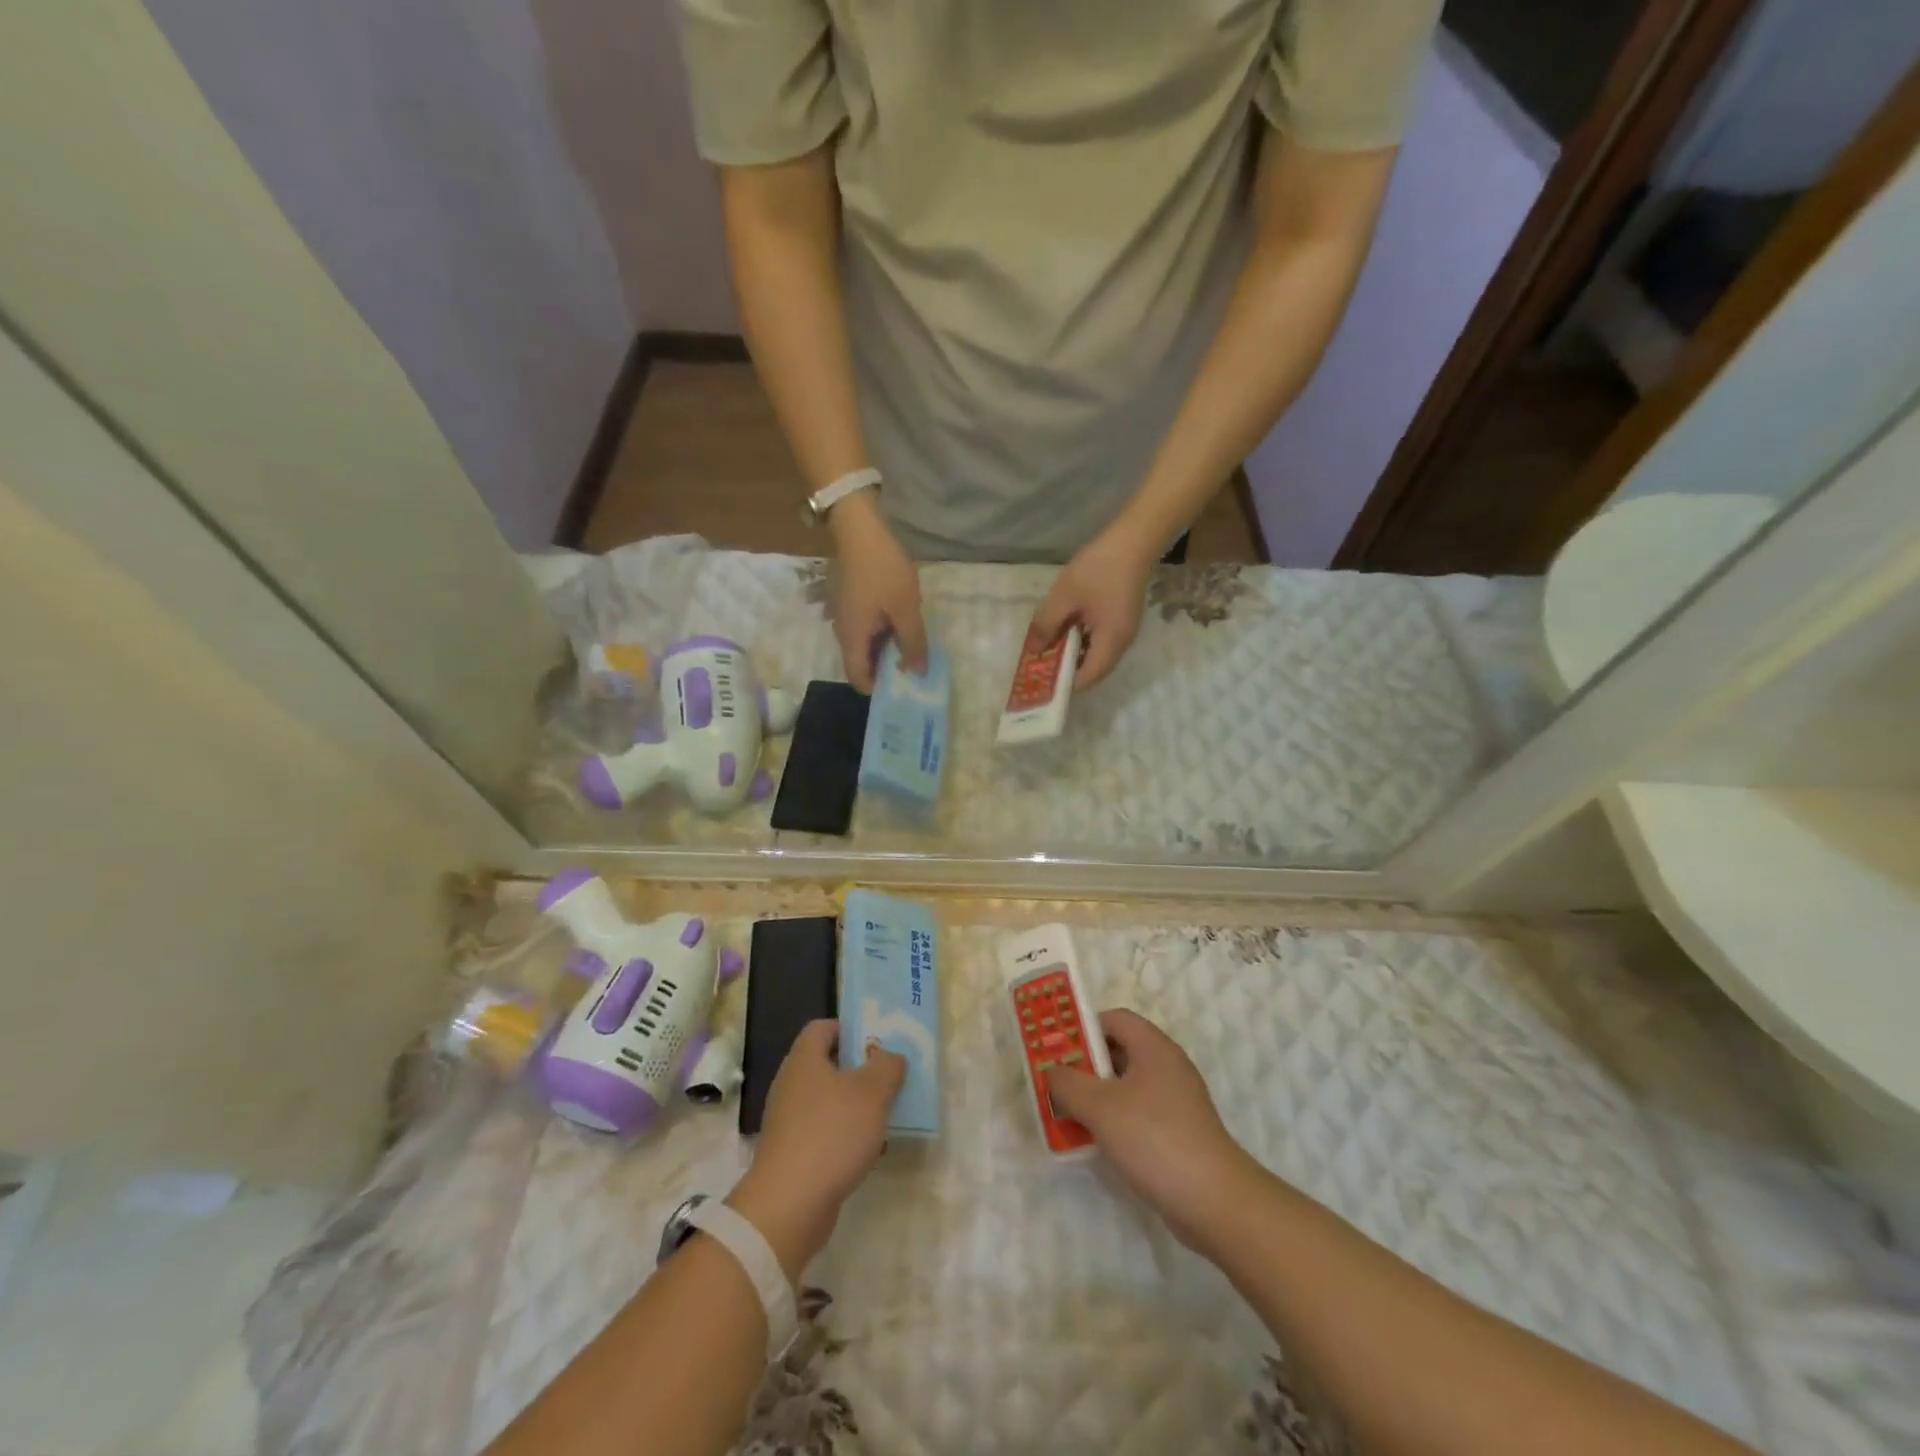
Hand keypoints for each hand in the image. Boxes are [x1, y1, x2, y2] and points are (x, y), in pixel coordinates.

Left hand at [727, 1019, 905, 1276]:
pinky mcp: (793, 1152)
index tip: (878, 1041)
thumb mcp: (872, 1092)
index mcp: (804, 1059)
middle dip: (860, 1068)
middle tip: (890, 1075)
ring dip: (856, 1104)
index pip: (824, 1027)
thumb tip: (891, 1056)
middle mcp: (792, 1084)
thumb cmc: (832, 1134)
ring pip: (829, 1100)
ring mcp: (789, 1120)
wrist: (789, 1206)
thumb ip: (887, 1067)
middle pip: (828, 1064)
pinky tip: (868, 1149)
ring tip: (886, 1113)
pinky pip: (824, 1130)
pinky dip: (845, 1134)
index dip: (851, 1028)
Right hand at [829, 493, 927, 691]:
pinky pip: (863, 628)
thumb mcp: (906, 609)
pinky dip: (880, 633)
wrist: (859, 528)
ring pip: (863, 645)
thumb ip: (913, 643)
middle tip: (913, 666)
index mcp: (852, 639)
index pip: (858, 679)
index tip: (902, 685)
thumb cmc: (883, 570)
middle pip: (860, 663)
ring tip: (911, 644)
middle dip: (885, 669)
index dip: (878, 688)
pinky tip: (899, 622)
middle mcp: (842, 632)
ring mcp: (842, 615)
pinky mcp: (848, 602)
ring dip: (885, 649)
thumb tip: (917, 674)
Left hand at [1028, 523, 1157, 688]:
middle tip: (1041, 663)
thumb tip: (1033, 650)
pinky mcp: (1122, 618)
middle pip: (1093, 669)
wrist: (1134, 539)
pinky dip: (1082, 639)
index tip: (1042, 679)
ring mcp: (1125, 631)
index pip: (1088, 678)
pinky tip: (1065, 626)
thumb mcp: (1064, 596)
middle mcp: (1122, 643)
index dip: (1065, 683)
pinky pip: (1100, 639)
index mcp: (1111, 642)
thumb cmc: (1099, 569)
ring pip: (1096, 654)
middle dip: (1066, 669)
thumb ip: (1046, 624)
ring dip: (1073, 652)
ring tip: (1048, 645)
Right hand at [1045, 1009, 1259, 1248]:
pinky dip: (1114, 1120)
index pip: (1114, 1019)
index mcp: (1154, 1047)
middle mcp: (1167, 1066)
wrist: (1214, 1201)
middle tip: (1055, 1082)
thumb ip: (1068, 1083)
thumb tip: (1053, 1070)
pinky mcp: (1178, 1132)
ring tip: (1067, 1114)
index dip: (1083, 1027)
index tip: (1057, 1048)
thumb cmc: (1155, 1139)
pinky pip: (1137, 1113)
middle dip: (1084, 1065)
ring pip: (1126, 1086)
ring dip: (1096, 1096)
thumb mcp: (1100, 1106)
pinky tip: (1095, 1142)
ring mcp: (1175, 1101)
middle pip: (1119, 1051)